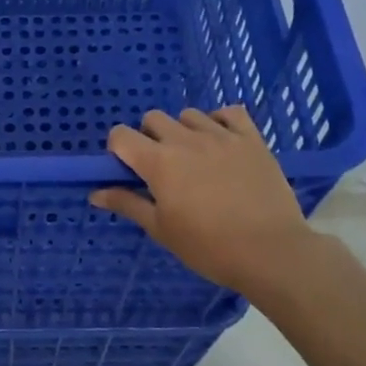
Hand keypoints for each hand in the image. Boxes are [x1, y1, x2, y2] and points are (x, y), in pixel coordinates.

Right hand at [90, 106, 314, 294]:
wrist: (271, 252)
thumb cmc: (208, 247)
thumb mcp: (161, 229)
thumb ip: (127, 204)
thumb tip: (95, 193)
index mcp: (158, 162)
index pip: (121, 135)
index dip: (119, 150)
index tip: (129, 171)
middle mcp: (186, 140)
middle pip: (153, 118)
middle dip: (149, 138)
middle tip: (163, 169)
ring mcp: (222, 136)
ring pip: (189, 115)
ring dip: (184, 130)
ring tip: (195, 158)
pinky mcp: (252, 139)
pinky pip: (230, 113)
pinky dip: (221, 121)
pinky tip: (222, 143)